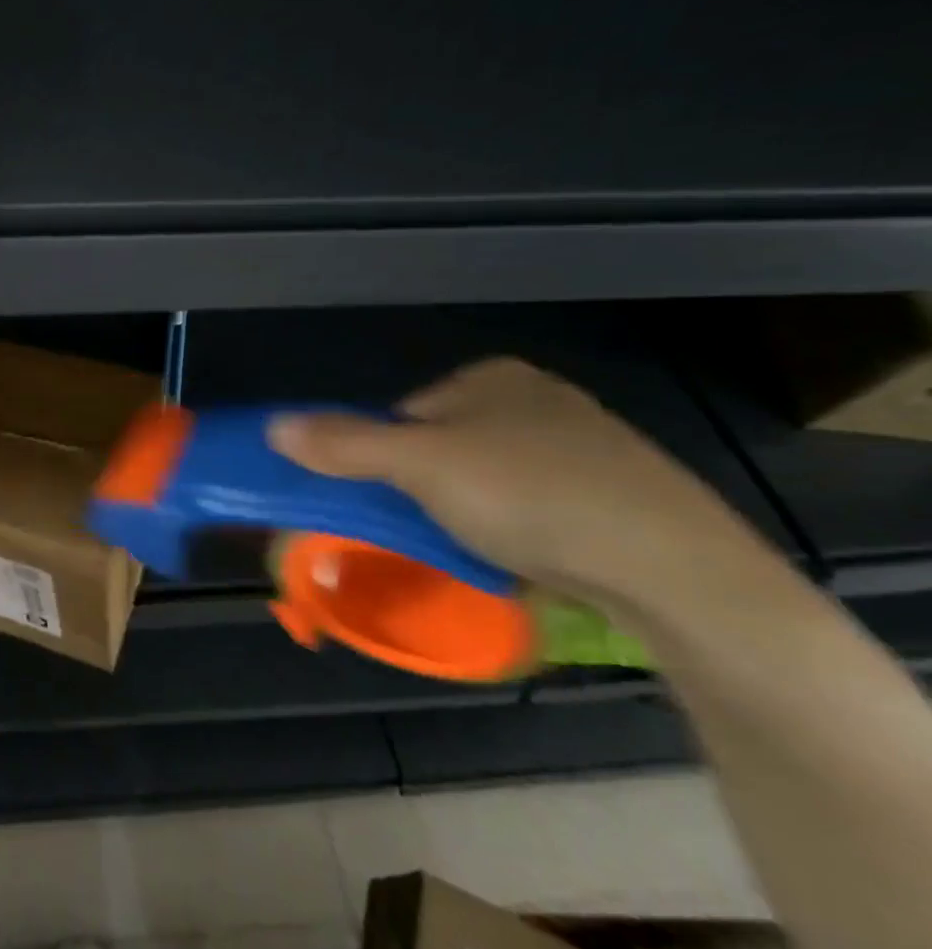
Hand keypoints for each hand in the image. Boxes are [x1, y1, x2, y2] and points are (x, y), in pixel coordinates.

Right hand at [268, 357, 778, 613]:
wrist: (676, 570)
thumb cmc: (532, 495)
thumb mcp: (421, 466)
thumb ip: (344, 444)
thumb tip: (272, 426)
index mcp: (492, 378)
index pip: (403, 414)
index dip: (379, 458)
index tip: (378, 502)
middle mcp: (537, 400)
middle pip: (442, 447)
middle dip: (421, 489)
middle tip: (417, 532)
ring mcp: (583, 447)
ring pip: (486, 480)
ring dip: (463, 514)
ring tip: (466, 552)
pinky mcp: (614, 496)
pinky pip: (531, 507)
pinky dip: (511, 531)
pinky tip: (516, 560)